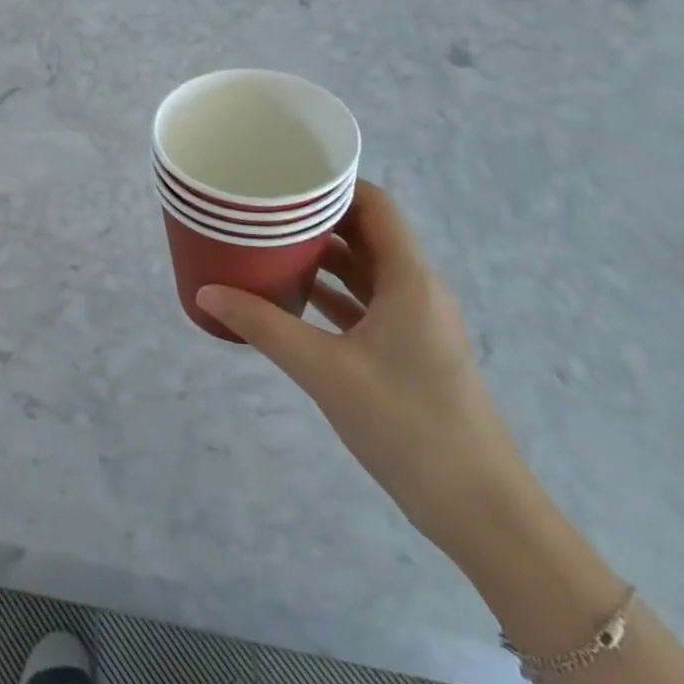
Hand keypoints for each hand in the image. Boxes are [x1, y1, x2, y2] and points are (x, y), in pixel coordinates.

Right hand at [196, 182, 541, 564]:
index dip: (333, 183)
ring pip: (364, 269)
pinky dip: (329, 291)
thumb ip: (263, 327)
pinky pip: (363, 303)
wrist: (478, 507)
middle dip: (316, 217)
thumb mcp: (324, 370)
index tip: (283, 176)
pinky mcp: (407, 351)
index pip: (375, 206)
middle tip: (262, 208)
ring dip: (321, 255)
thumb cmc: (407, 425)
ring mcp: (414, 322)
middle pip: (366, 232)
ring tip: (266, 243)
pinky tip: (289, 295)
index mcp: (410, 280)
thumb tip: (206, 292)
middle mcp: (416, 290)